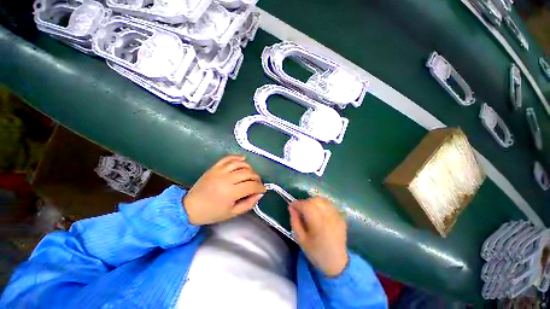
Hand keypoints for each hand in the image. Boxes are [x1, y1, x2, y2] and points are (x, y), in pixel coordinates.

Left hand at [183, 155, 265, 224]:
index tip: (263, 189)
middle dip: (257, 178)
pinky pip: (228, 158)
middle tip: (258, 183)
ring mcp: (220, 171)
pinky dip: (237, 157)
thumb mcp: (232, 213)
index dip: (260, 187)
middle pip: (248, 173)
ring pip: (240, 164)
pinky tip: (243, 159)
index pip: (252, 185)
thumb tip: (259, 194)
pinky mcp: (215, 167)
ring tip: (251, 174)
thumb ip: (248, 204)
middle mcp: (226, 179)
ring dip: (249, 168)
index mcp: (231, 192)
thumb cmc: (212, 213)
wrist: (190, 207)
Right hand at [289, 197, 348, 276]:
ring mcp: (336, 216)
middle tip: (299, 209)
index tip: (291, 206)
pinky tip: (318, 212)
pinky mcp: (340, 217)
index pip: (306, 206)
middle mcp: (329, 217)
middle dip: (304, 202)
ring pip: (322, 200)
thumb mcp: (301, 239)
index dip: (297, 203)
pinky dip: (321, 204)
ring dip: (312, 202)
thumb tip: (291, 207)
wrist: (337, 263)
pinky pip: (328, 204)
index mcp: (318, 224)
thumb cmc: (316, 252)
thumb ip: (295, 221)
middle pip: (314, 201)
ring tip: (308, 210)